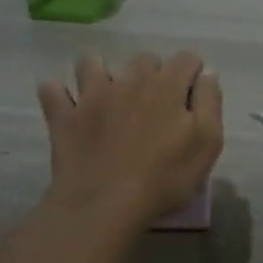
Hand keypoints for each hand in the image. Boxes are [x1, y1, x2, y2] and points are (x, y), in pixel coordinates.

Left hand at [38, 50, 224, 227]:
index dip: (193, 74)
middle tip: (155, 105)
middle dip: (153, 74)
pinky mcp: (64, 115)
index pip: (186, 59)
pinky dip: (58, 95)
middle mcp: (129, 79)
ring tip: (108, 95)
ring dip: (101, 72)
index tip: (192, 96)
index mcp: (167, 85)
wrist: (105, 204)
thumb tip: (208, 74)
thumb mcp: (208, 143)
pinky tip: (67, 106)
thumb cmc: (165, 177)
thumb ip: (210, 102)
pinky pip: (52, 91)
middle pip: (144, 59)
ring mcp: (92, 94)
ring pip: (92, 63)